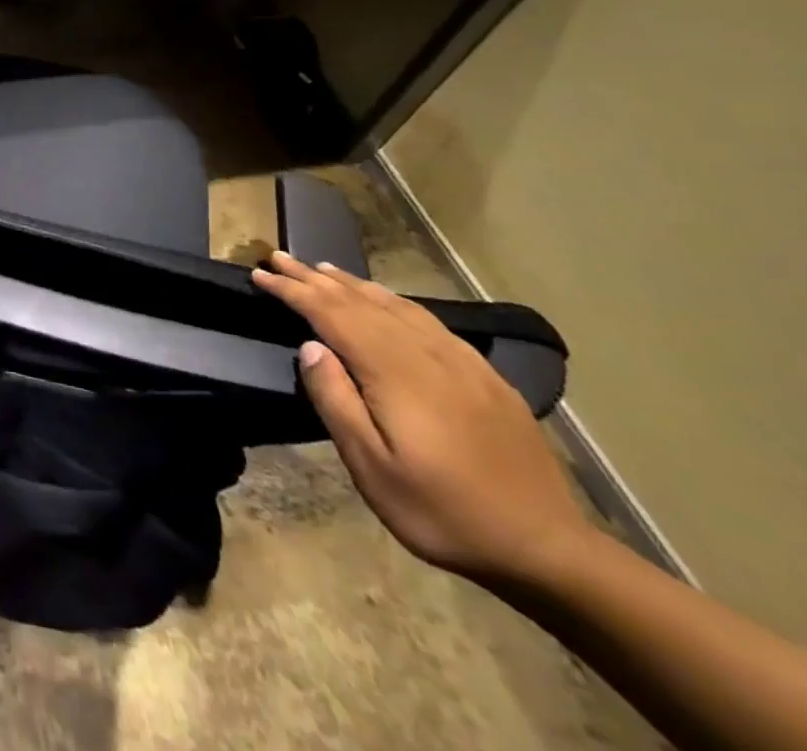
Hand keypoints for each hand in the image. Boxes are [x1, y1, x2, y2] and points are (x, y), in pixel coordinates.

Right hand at [251, 251, 592, 585]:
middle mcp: (425, 354)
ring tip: (322, 268)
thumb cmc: (443, 512)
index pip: (331, 315)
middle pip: (360, 302)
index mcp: (394, 372)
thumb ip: (337, 400)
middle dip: (314, 277)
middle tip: (278, 256)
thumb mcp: (373, 468)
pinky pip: (428, 320)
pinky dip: (394, 300)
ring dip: (352, 284)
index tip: (259, 274)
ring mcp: (460, 362)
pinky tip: (386, 300)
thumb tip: (310, 347)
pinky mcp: (484, 376)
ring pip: (395, 305)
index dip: (293, 291)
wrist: (548, 550)